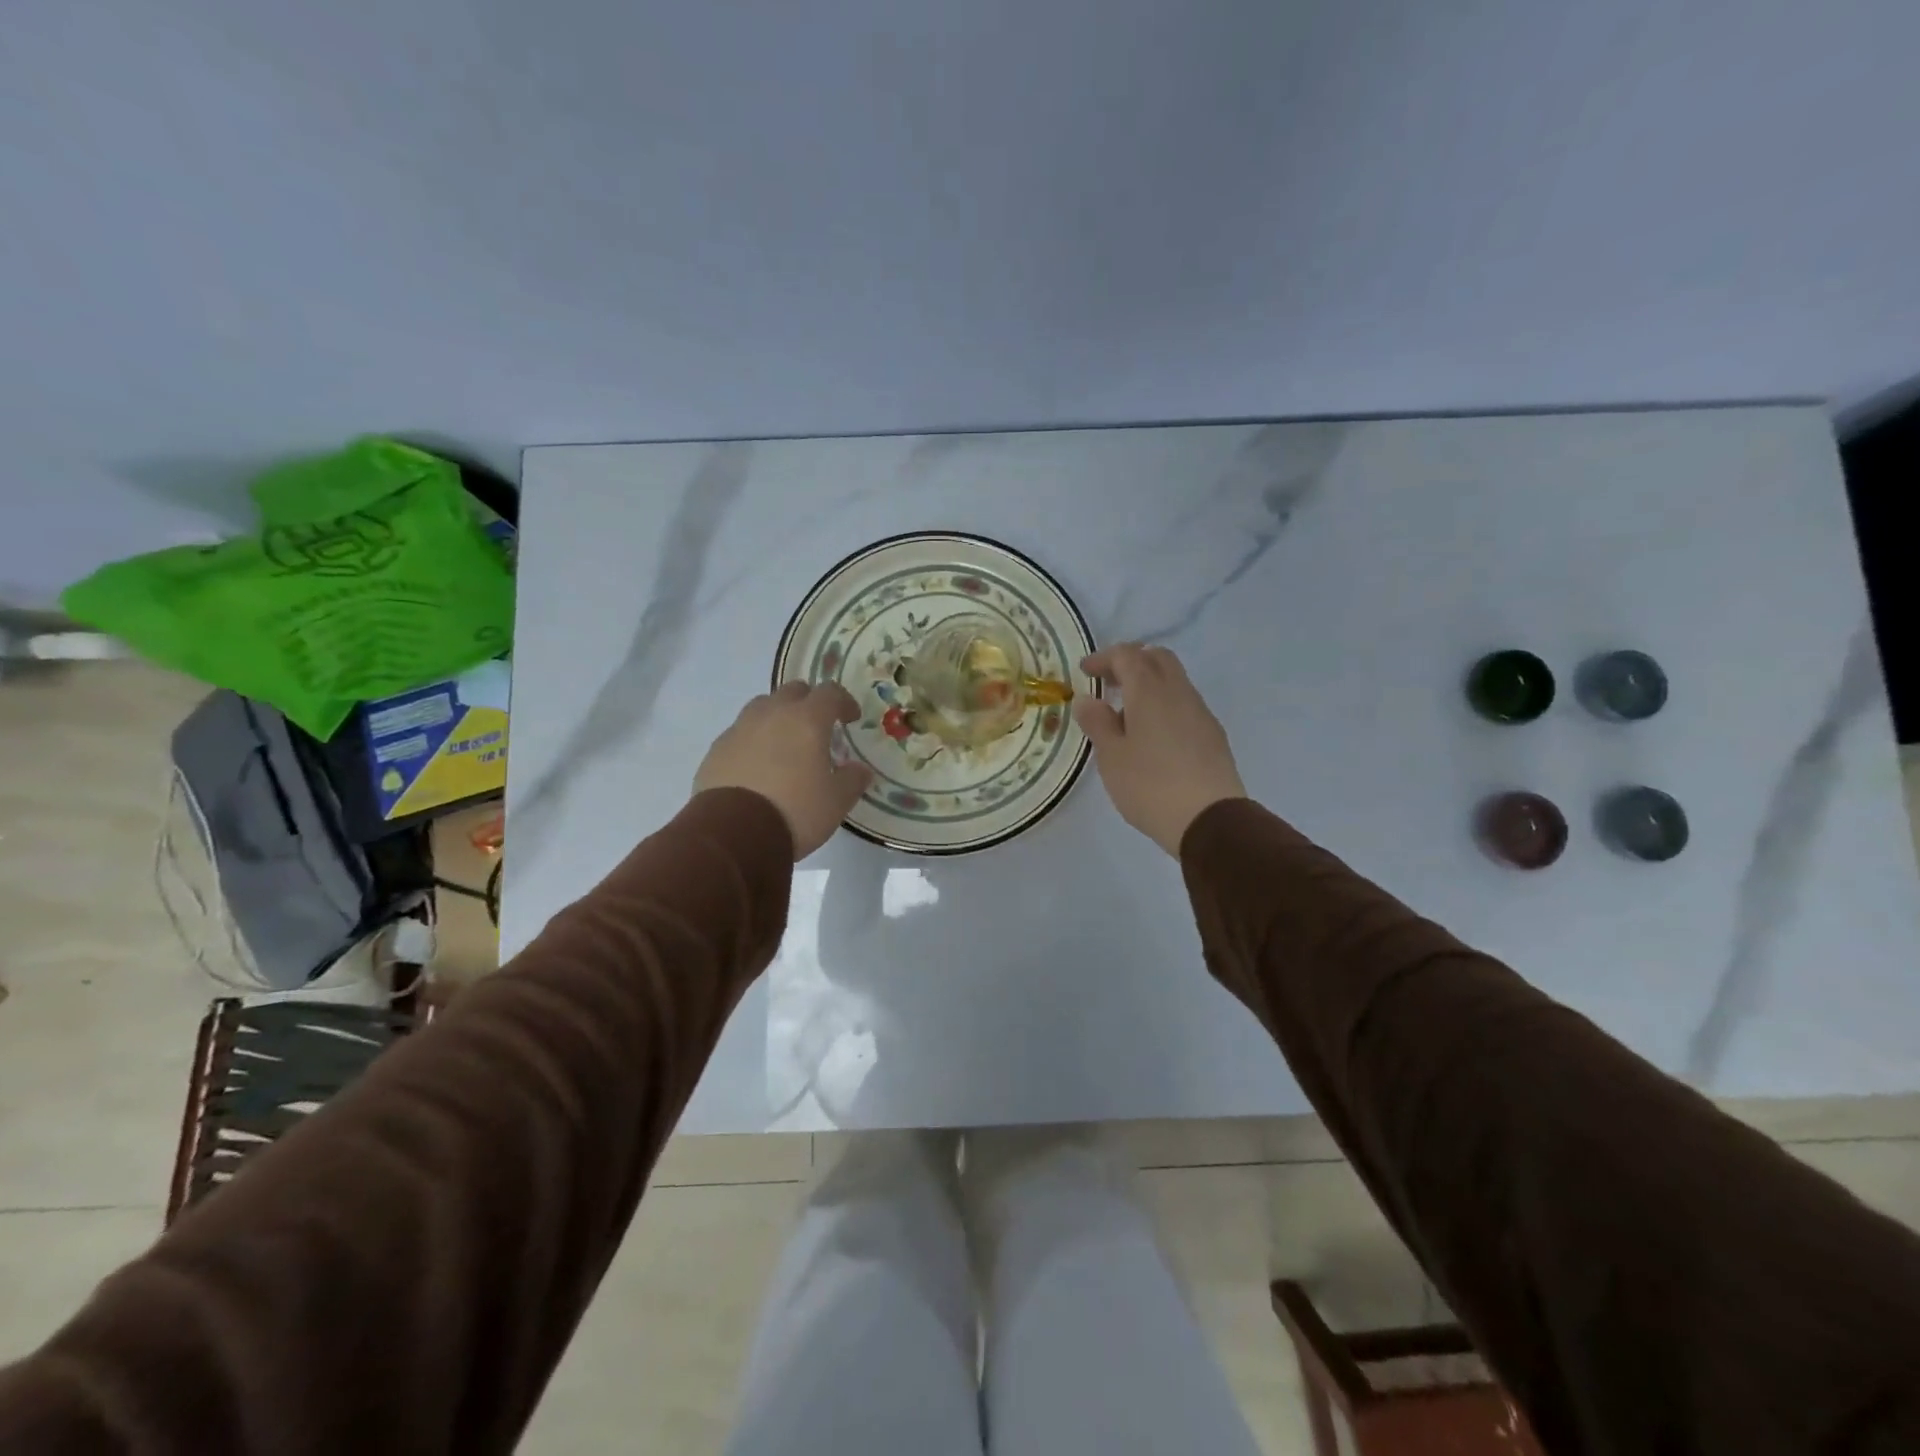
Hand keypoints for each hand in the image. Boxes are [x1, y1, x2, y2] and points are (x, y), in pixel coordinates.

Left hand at [694, 683, 873, 859]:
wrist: (733, 833)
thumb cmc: (795, 810)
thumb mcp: (836, 801)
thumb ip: (853, 780)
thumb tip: (860, 770)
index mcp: (807, 720)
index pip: (830, 693)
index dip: (844, 702)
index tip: (851, 718)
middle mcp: (772, 714)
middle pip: (793, 691)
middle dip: (809, 703)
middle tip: (817, 727)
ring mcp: (739, 729)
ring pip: (762, 707)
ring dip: (777, 717)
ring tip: (785, 744)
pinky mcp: (716, 749)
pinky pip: (740, 733)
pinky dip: (753, 741)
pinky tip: (757, 766)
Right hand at [1073, 644, 1246, 856]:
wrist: (1209, 820)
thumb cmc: (1150, 785)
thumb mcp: (1112, 756)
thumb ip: (1097, 723)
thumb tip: (1087, 700)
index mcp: (1150, 691)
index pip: (1127, 655)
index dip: (1104, 658)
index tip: (1085, 672)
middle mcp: (1179, 693)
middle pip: (1157, 659)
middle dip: (1131, 662)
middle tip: (1108, 683)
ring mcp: (1200, 713)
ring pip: (1174, 681)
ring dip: (1149, 685)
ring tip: (1126, 715)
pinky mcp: (1213, 735)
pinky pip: (1184, 705)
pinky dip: (1164, 705)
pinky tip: (1152, 736)